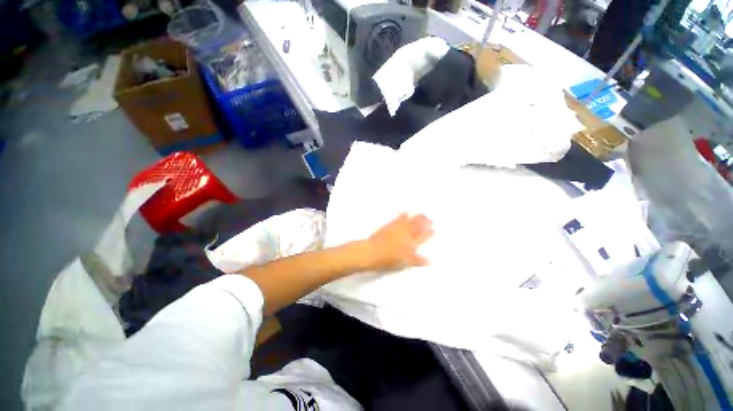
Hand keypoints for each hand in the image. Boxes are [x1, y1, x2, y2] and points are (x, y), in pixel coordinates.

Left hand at [362, 214, 432, 271]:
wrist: (372, 251)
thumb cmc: (389, 259)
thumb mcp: (405, 262)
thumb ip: (417, 260)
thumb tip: (429, 260)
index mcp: (411, 243)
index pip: (422, 237)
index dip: (428, 233)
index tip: (433, 229)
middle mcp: (406, 233)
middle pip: (417, 226)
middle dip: (425, 222)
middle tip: (430, 218)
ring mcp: (397, 228)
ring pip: (410, 220)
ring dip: (417, 216)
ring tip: (422, 213)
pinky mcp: (389, 225)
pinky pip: (399, 217)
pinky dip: (404, 214)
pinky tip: (406, 212)